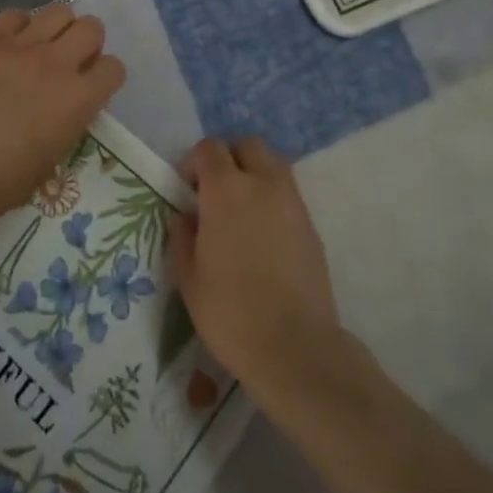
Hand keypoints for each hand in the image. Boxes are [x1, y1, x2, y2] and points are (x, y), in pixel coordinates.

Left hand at [0, 6, 124, 242]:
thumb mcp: (50, 161)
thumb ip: (66, 125)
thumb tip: (63, 111)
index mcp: (79, 99)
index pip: (114, 68)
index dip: (105, 77)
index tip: (91, 87)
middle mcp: (57, 64)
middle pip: (92, 28)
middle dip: (87, 43)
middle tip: (70, 62)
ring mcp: (22, 47)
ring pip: (58, 11)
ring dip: (58, 28)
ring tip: (42, 47)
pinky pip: (15, 15)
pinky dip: (19, 26)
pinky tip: (10, 45)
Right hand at [168, 137, 340, 389]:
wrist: (294, 346)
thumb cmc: (230, 311)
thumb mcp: (188, 276)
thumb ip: (182, 236)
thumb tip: (186, 217)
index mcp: (226, 190)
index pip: (209, 148)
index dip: (194, 163)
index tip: (187, 191)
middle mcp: (262, 184)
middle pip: (246, 146)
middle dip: (228, 159)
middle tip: (215, 193)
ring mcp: (292, 202)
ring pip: (272, 164)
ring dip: (253, 174)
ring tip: (240, 212)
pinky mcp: (310, 224)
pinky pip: (287, 193)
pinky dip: (272, 198)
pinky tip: (261, 235)